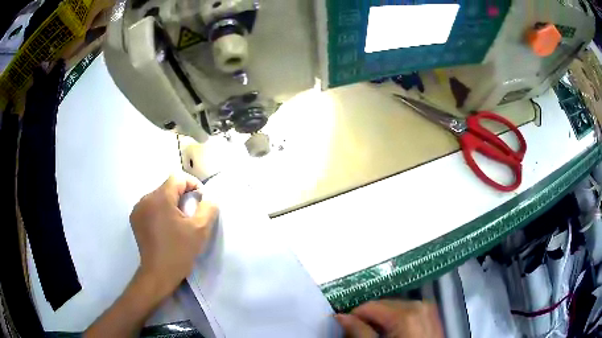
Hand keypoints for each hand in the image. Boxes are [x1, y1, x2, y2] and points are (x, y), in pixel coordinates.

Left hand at [130, 173, 217, 297]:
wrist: (158, 274)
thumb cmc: (179, 251)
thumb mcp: (199, 230)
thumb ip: (208, 209)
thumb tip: (209, 198)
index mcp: (160, 198)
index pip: (177, 177)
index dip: (192, 184)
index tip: (201, 200)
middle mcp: (145, 199)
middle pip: (167, 186)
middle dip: (182, 195)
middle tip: (192, 213)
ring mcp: (138, 209)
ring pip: (158, 196)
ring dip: (171, 203)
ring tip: (179, 221)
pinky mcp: (135, 219)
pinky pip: (150, 206)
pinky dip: (160, 210)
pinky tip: (166, 226)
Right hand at [335, 300, 442, 337]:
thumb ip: (359, 331)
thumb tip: (340, 316)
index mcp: (406, 313)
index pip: (370, 305)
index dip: (355, 315)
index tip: (345, 326)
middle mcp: (419, 305)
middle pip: (383, 305)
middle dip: (369, 317)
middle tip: (360, 332)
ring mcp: (427, 308)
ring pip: (394, 307)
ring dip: (382, 318)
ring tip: (376, 333)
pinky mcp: (431, 314)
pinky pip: (407, 310)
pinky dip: (396, 319)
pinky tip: (392, 331)